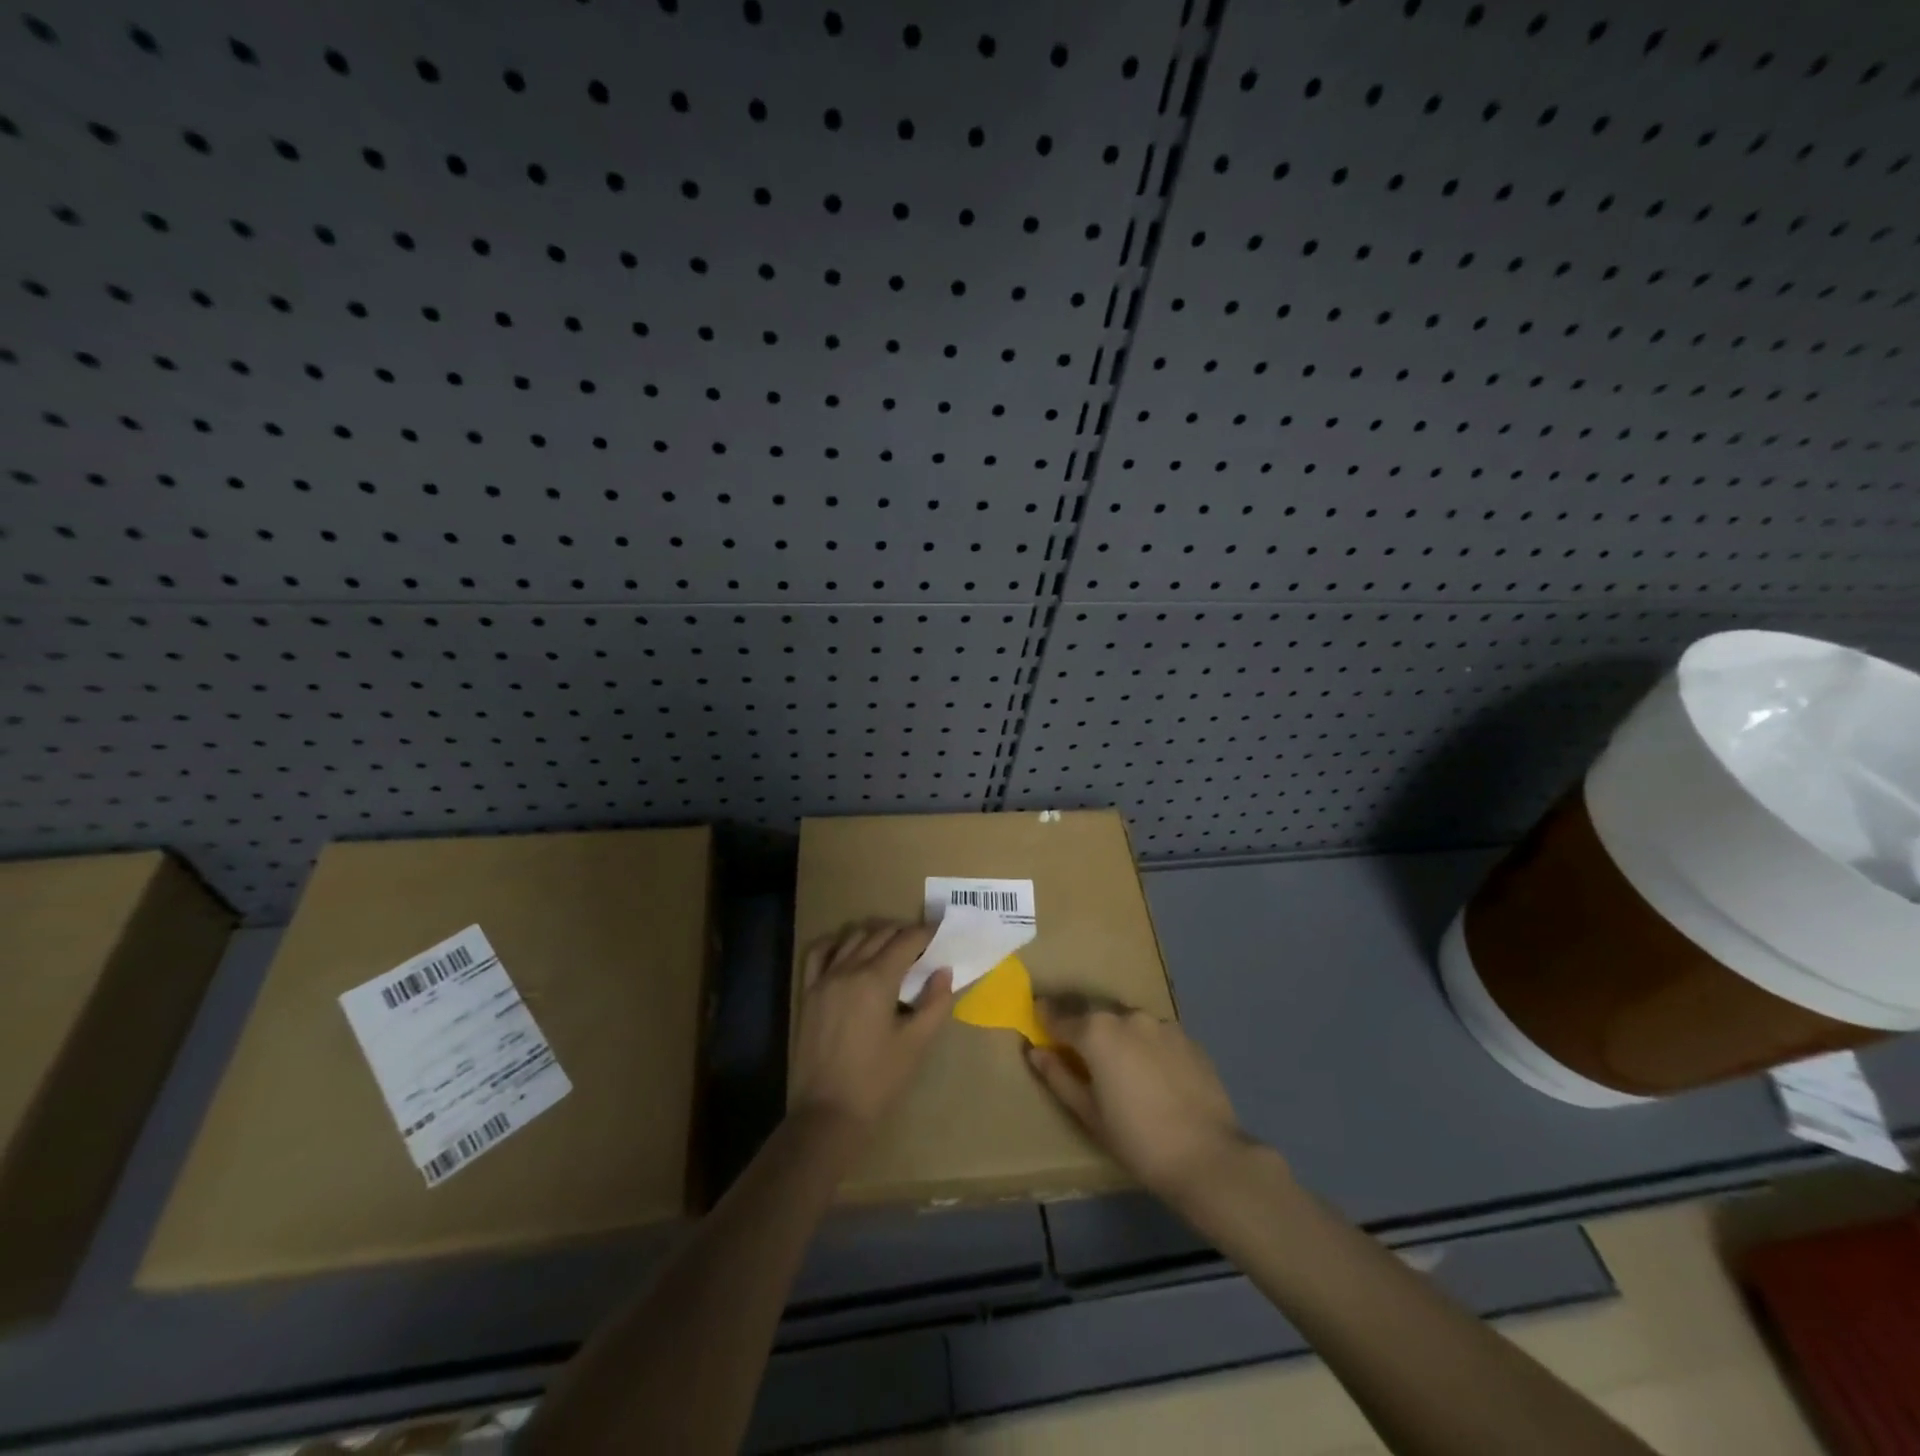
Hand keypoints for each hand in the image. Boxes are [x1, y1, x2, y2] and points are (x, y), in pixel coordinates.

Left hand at [790, 922, 954, 1137]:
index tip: (940, 932)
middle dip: (903, 932)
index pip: (906, 941)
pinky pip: (820, 953)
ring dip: (875, 934)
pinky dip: (838, 944)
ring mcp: (824, 979)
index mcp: (877, 979)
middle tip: (922, 945)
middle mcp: (849, 969)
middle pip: (880, 934)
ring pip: (852, 938)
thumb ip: (935, 1003)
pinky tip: (849, 951)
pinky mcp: (808, 993)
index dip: (926, 933)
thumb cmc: (878, 1080)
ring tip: (891, 947)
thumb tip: (944, 971)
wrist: (828, 1113)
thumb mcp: (916, 1044)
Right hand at [1027, 997, 1254, 1201]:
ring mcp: (1161, 1024)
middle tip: (1077, 1047)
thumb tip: (1036, 1051)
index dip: (1046, 1017)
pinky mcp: (1188, 1038)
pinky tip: (1153, 1075)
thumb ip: (1059, 1076)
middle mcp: (1127, 1017)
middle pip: (1096, 1015)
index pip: (1060, 1017)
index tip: (1037, 1014)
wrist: (1207, 1156)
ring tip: (1120, 1065)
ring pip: (1128, 1023)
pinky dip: (1147, 1047)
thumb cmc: (1136, 1139)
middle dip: (1083, 1026)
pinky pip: (1156, 1036)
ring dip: (1118, 1036)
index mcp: (1097, 1032)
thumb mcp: (1088, 1113)